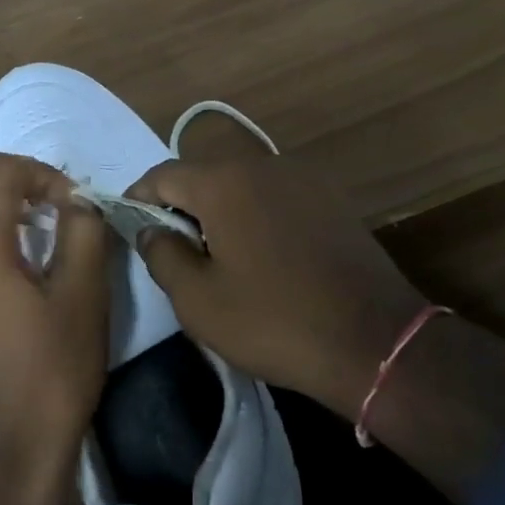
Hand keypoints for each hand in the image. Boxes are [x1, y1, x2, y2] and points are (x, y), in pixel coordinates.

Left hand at [0, 153, 109, 504]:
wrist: (7, 445)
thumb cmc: (52, 370)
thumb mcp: (84, 297)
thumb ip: (83, 234)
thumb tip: (76, 202)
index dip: (39, 172)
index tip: (73, 201)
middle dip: (0, 174)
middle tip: (42, 196)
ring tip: (20, 222)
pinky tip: (3, 257)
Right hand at [127, 150, 427, 420]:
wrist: (374, 341)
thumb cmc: (274, 320)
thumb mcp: (198, 300)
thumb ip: (162, 254)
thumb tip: (151, 229)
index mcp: (224, 182)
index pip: (162, 175)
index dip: (138, 199)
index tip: (129, 228)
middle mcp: (263, 164)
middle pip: (204, 174)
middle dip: (180, 205)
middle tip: (173, 249)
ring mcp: (304, 178)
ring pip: (242, 184)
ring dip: (219, 210)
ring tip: (216, 255)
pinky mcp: (332, 199)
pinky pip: (275, 196)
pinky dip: (255, 215)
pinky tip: (261, 254)